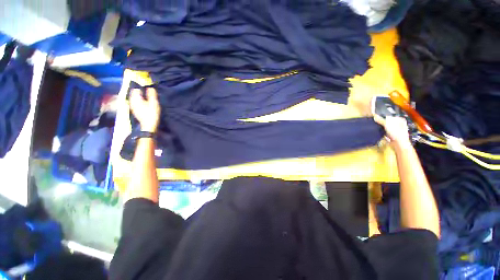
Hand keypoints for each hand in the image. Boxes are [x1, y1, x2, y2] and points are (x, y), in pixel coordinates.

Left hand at [129, 88, 160, 132]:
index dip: (142, 88)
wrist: (148, 125)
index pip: (136, 89)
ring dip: (140, 97)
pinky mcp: (134, 110)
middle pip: (134, 93)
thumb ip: (152, 95)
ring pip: (135, 98)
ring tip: (147, 99)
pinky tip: (144, 104)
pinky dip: (139, 101)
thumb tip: (151, 87)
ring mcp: (132, 106)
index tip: (147, 89)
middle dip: (140, 92)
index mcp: (136, 98)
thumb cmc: (152, 114)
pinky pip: (135, 103)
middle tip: (148, 94)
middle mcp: (132, 101)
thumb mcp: (154, 103)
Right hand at [374, 115, 410, 148]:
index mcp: (400, 120)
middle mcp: (400, 125)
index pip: (390, 116)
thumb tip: (374, 116)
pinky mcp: (393, 136)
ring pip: (387, 128)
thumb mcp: (387, 124)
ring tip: (376, 127)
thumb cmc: (396, 132)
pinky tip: (379, 133)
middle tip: (376, 122)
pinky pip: (386, 133)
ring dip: (382, 128)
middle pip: (388, 122)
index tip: (377, 118)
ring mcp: (396, 131)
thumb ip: (380, 120)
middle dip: (382, 123)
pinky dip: (383, 133)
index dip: (383, 117)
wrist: (399, 144)